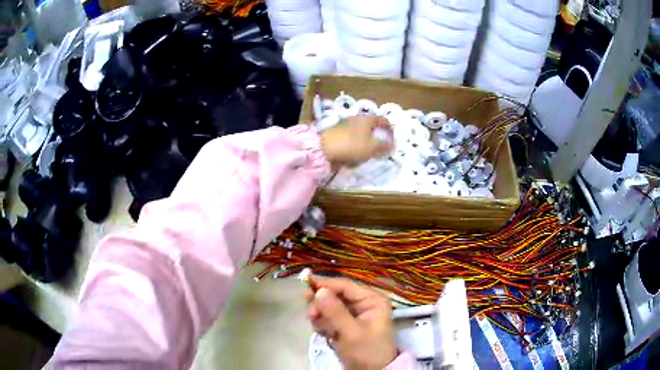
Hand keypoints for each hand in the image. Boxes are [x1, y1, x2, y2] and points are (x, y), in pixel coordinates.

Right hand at [305, 278, 396, 369]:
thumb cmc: (366, 351)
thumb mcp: (351, 332)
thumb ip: (335, 312)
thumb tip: (319, 291)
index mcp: (371, 300)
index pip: (345, 286)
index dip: (326, 285)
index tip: (306, 287)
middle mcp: (363, 304)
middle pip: (335, 296)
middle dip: (322, 306)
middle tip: (311, 315)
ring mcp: (354, 316)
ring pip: (329, 308)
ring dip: (321, 317)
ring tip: (322, 331)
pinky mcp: (345, 326)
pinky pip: (329, 319)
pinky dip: (323, 325)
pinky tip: (325, 335)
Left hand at [320, 116, 393, 167]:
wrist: (324, 148)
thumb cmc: (353, 145)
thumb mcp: (372, 147)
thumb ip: (384, 146)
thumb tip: (392, 145)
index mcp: (367, 119)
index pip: (382, 120)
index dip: (389, 128)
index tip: (393, 137)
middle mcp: (357, 119)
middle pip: (371, 126)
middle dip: (377, 136)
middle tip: (381, 147)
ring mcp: (346, 125)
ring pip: (361, 133)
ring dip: (366, 142)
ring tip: (367, 154)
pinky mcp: (337, 134)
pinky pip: (351, 140)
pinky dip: (355, 146)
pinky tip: (354, 156)